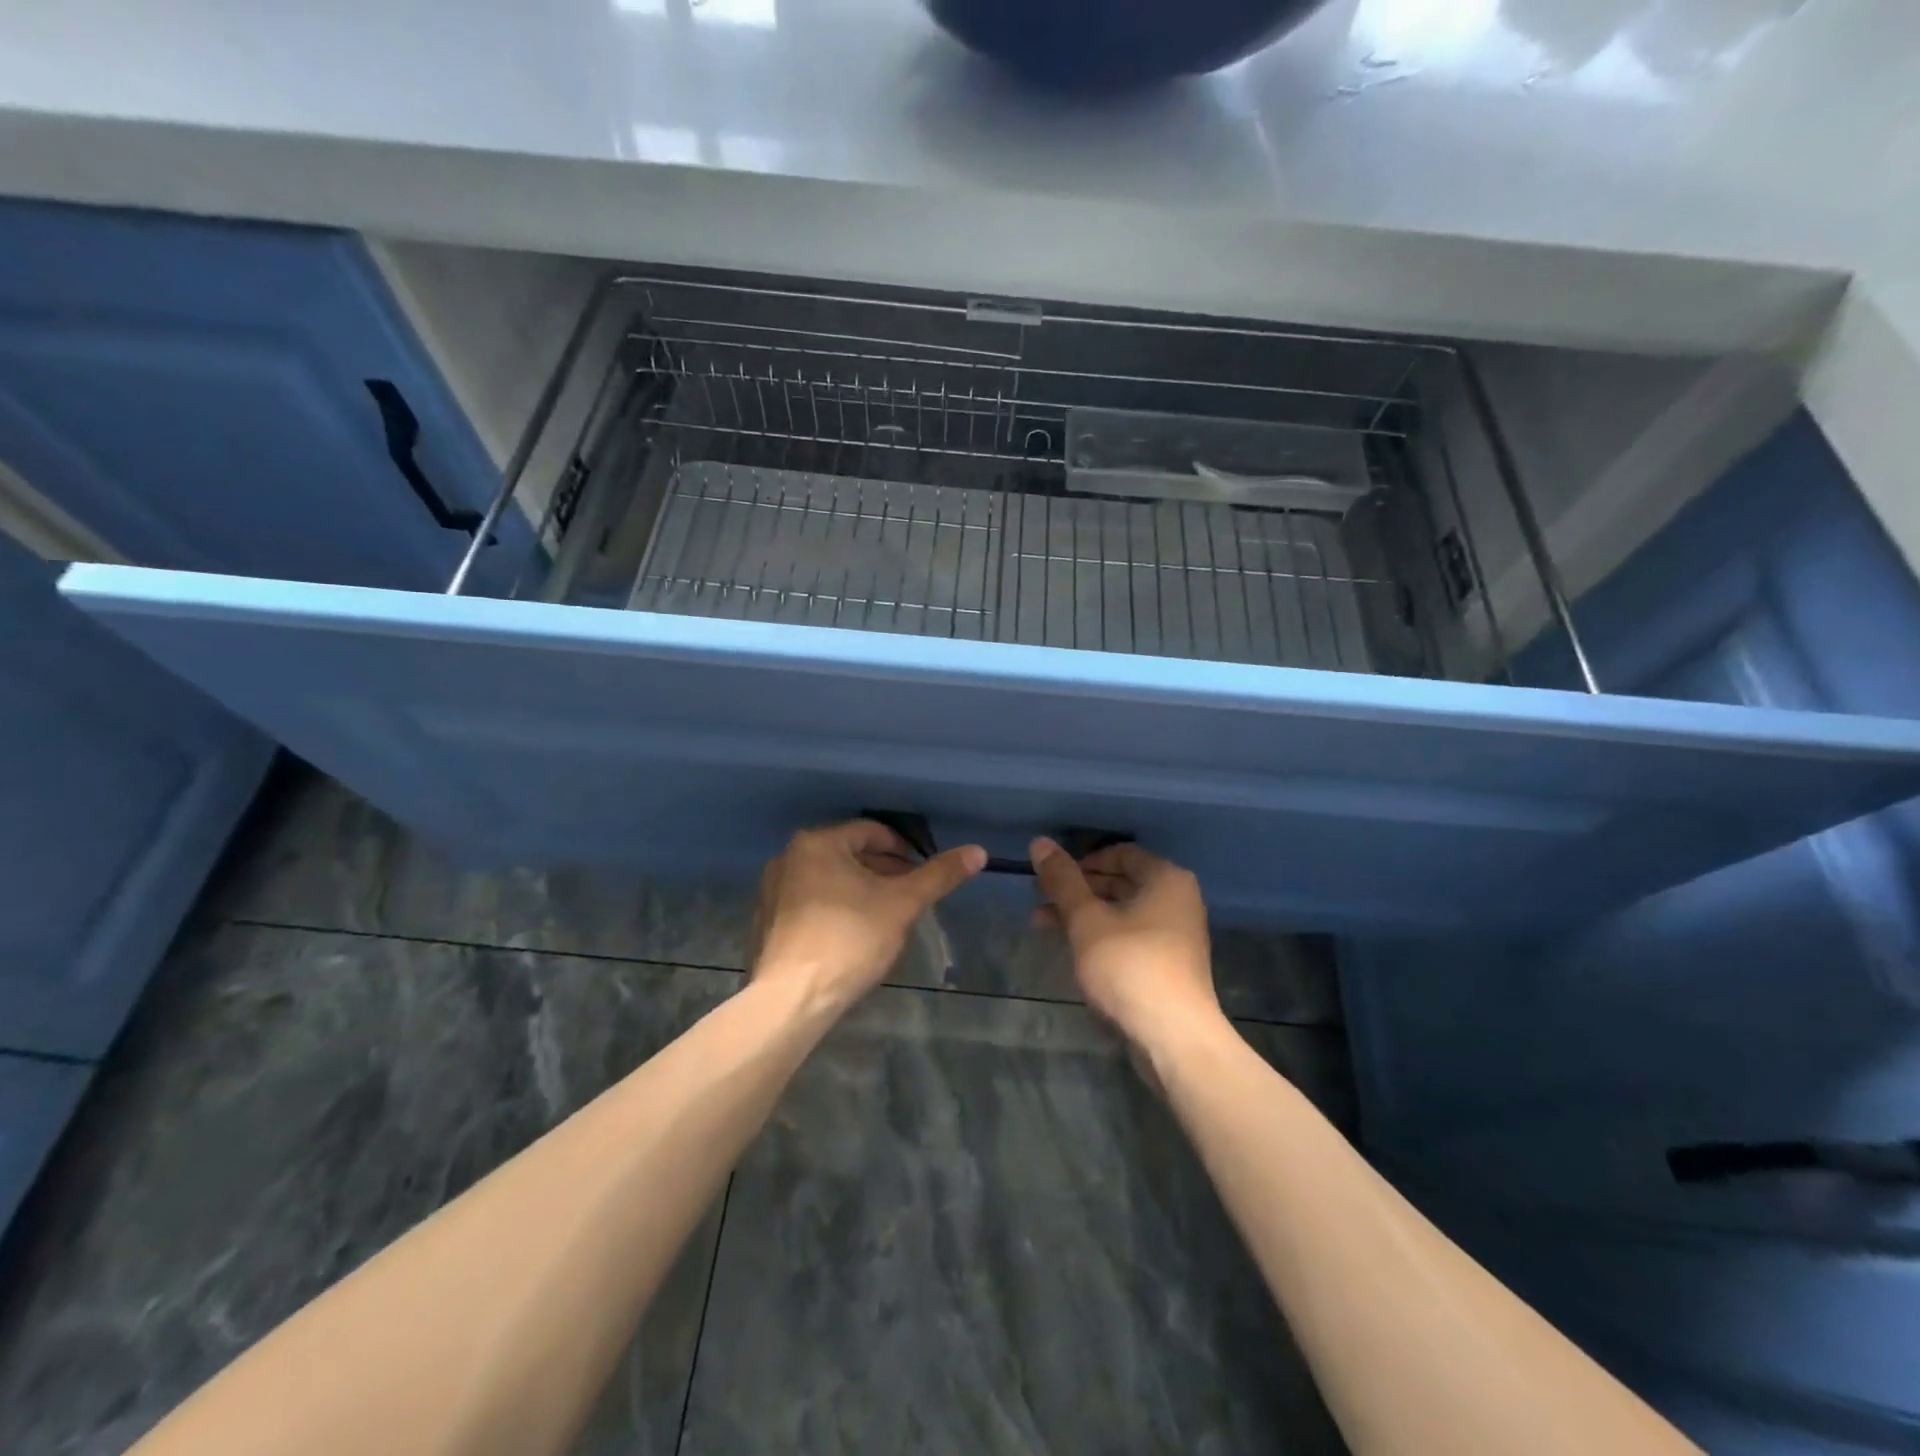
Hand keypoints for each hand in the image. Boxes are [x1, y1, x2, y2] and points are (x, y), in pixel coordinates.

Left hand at [753, 820, 985, 1013]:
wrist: (791, 999)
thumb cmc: (849, 939)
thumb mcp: (902, 904)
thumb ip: (938, 875)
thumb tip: (977, 851)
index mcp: (817, 843)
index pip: (872, 832)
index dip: (904, 850)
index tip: (923, 874)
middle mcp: (788, 857)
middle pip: (849, 854)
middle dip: (882, 871)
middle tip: (908, 897)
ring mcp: (772, 890)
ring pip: (829, 879)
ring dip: (859, 890)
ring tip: (885, 917)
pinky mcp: (767, 922)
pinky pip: (810, 902)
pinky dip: (835, 908)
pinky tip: (851, 936)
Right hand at [1029, 838, 1221, 1049]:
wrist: (1173, 1036)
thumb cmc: (1129, 966)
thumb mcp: (1087, 919)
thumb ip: (1062, 881)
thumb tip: (1039, 842)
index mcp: (1165, 879)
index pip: (1120, 853)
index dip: (1081, 861)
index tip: (1050, 876)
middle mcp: (1177, 900)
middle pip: (1120, 882)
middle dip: (1077, 890)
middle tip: (1039, 899)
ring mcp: (1176, 935)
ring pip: (1121, 912)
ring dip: (1083, 915)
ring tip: (1041, 924)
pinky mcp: (1169, 965)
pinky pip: (1130, 937)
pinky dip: (1100, 936)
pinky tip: (1071, 949)